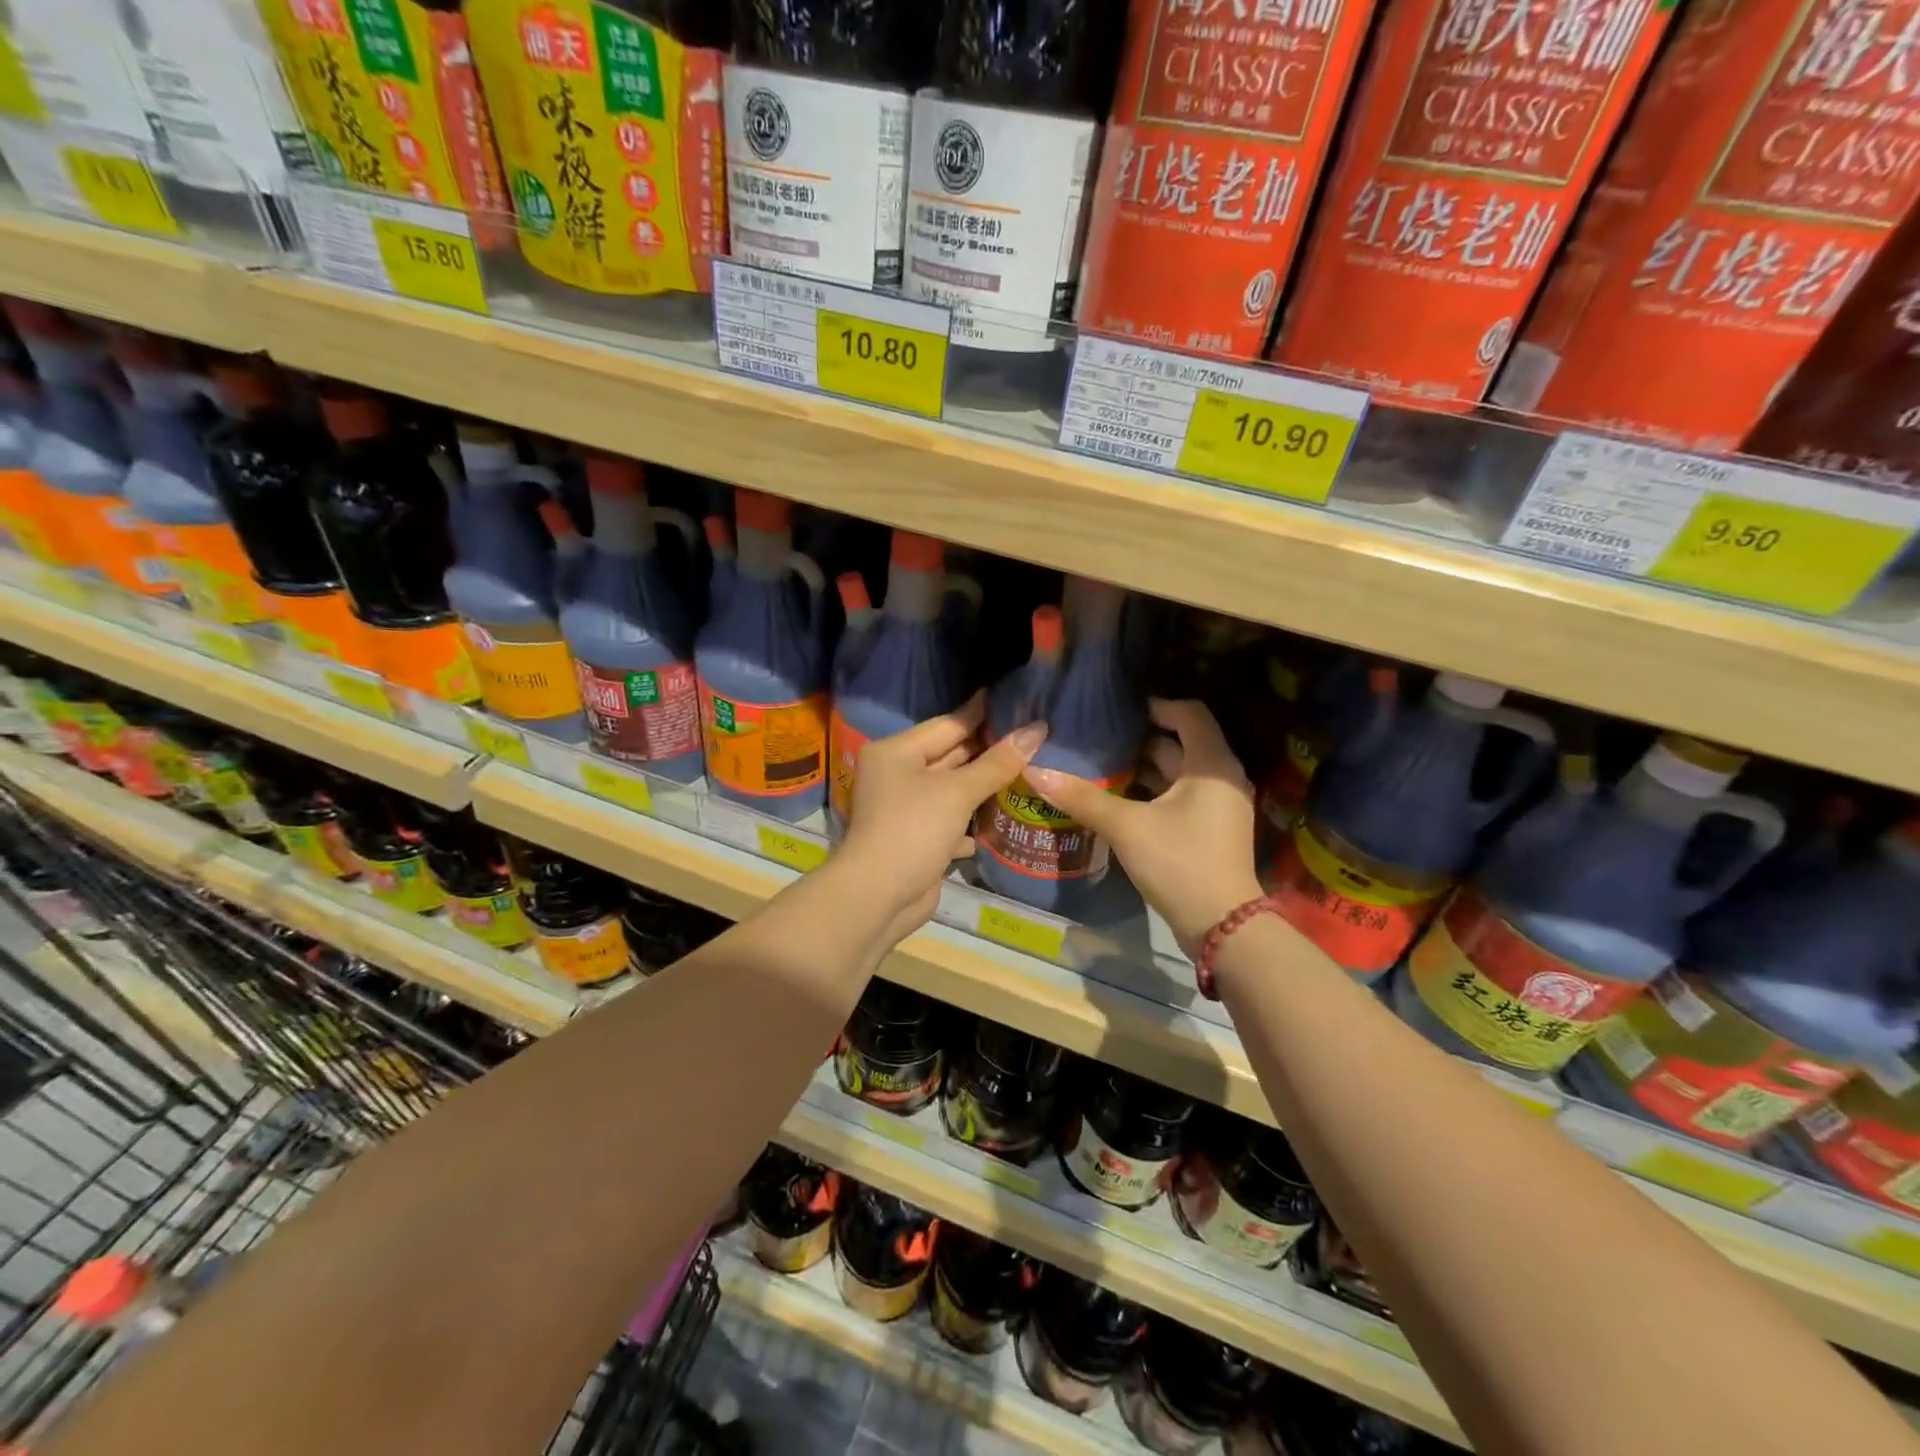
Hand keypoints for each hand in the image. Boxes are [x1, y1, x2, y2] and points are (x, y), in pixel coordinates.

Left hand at [837, 693, 1048, 945]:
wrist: (879, 897)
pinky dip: (973, 820)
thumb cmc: (913, 829)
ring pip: (953, 790)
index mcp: (897, 752)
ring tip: (1029, 771)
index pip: (948, 725)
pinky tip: (1003, 818)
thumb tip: (1036, 729)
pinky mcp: (918, 839)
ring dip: (985, 786)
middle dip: (988, 751)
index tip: (1015, 700)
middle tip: (1032, 737)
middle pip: (950, 756)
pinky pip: (952, 820)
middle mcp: (898, 775)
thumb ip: (997, 762)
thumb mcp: (957, 792)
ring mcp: (906, 809)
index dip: (982, 714)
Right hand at [1026, 699, 1263, 957]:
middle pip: (1183, 742)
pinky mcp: (1212, 830)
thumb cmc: (1179, 863)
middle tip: (1101, 738)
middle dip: (1142, 739)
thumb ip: (1082, 798)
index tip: (1120, 712)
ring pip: (1180, 772)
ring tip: (1103, 765)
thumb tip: (1035, 772)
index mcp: (1211, 765)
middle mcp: (1221, 778)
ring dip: (1146, 767)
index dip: (1156, 706)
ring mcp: (1219, 806)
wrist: (1221, 926)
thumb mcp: (1126, 827)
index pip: (1190, 713)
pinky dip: (1154, 791)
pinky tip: (1121, 799)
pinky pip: (1182, 795)